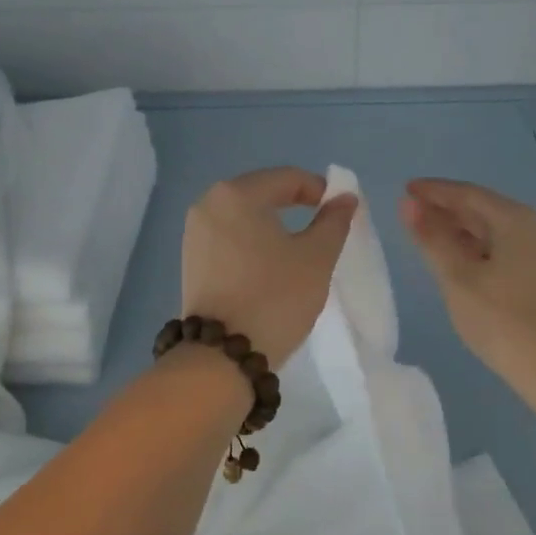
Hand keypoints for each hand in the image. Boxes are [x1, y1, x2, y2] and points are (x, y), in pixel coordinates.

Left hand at [181, 167, 359, 368]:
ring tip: (298, 248)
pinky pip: (229, 236)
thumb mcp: (316, 257)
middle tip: (323, 227)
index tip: (341, 212)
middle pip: (262, 192)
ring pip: (244, 216)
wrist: (222, 356)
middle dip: (295, 205)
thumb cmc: (275, 297)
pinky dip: (253, 241)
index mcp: (236, 194)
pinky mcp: (190, 259)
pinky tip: (269, 264)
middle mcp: (208, 203)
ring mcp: (194, 232)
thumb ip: (334, 221)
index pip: (288, 178)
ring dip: (273, 224)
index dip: (320, 190)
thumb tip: (345, 197)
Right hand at [400, 178, 535, 384]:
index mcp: (515, 219)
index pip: (467, 194)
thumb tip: (409, 204)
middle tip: (413, 215)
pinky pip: (508, 251)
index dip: (434, 191)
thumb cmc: (506, 321)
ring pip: (497, 232)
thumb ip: (433, 239)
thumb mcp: (459, 279)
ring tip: (433, 240)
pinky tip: (466, 267)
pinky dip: (481, 251)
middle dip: (448, 210)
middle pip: (485, 210)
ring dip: (464, 232)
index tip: (406, 190)